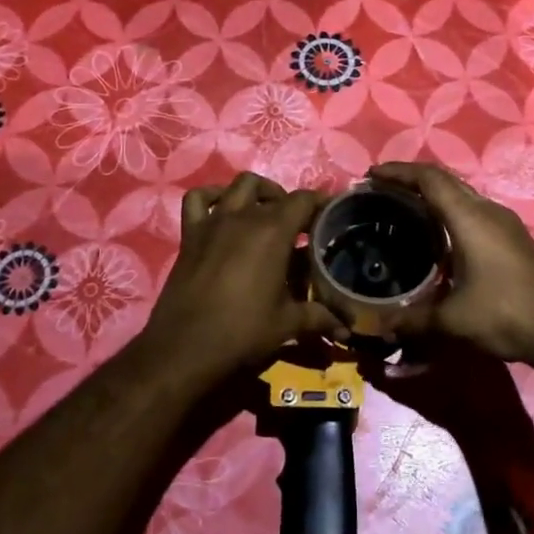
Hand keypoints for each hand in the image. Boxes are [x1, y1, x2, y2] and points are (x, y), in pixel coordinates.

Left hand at [141, 173, 338, 377]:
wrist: (185, 348)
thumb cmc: (242, 332)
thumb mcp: (287, 324)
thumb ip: (320, 318)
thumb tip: (348, 330)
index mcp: (273, 231)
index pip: (304, 200)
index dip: (321, 203)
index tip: (331, 215)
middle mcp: (244, 216)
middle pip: (274, 192)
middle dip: (291, 204)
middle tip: (300, 227)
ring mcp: (214, 221)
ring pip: (239, 185)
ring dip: (257, 192)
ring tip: (266, 213)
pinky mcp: (190, 233)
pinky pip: (198, 199)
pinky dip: (213, 196)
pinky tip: (223, 211)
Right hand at [368, 161, 533, 364]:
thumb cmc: (505, 315)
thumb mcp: (452, 320)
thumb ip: (412, 320)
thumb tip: (377, 326)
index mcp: (469, 218)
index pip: (429, 179)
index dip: (398, 171)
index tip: (371, 175)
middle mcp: (487, 210)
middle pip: (445, 179)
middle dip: (411, 178)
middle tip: (382, 189)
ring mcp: (504, 222)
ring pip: (461, 194)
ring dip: (433, 193)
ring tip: (404, 207)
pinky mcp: (513, 237)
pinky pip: (473, 209)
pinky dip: (449, 209)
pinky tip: (439, 234)